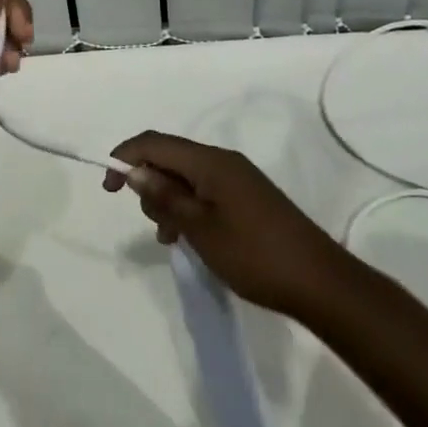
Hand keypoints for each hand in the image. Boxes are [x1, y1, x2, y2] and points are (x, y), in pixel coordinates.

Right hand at [103, 132, 340, 319]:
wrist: (321, 283)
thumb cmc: (255, 255)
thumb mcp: (200, 229)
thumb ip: (165, 197)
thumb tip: (135, 171)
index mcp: (210, 162)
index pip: (155, 143)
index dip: (125, 157)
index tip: (107, 187)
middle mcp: (223, 161)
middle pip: (170, 158)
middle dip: (149, 184)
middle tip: (154, 225)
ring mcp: (238, 179)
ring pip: (186, 177)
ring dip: (168, 200)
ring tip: (171, 238)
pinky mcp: (247, 199)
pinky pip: (204, 192)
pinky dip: (188, 209)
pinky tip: (188, 239)